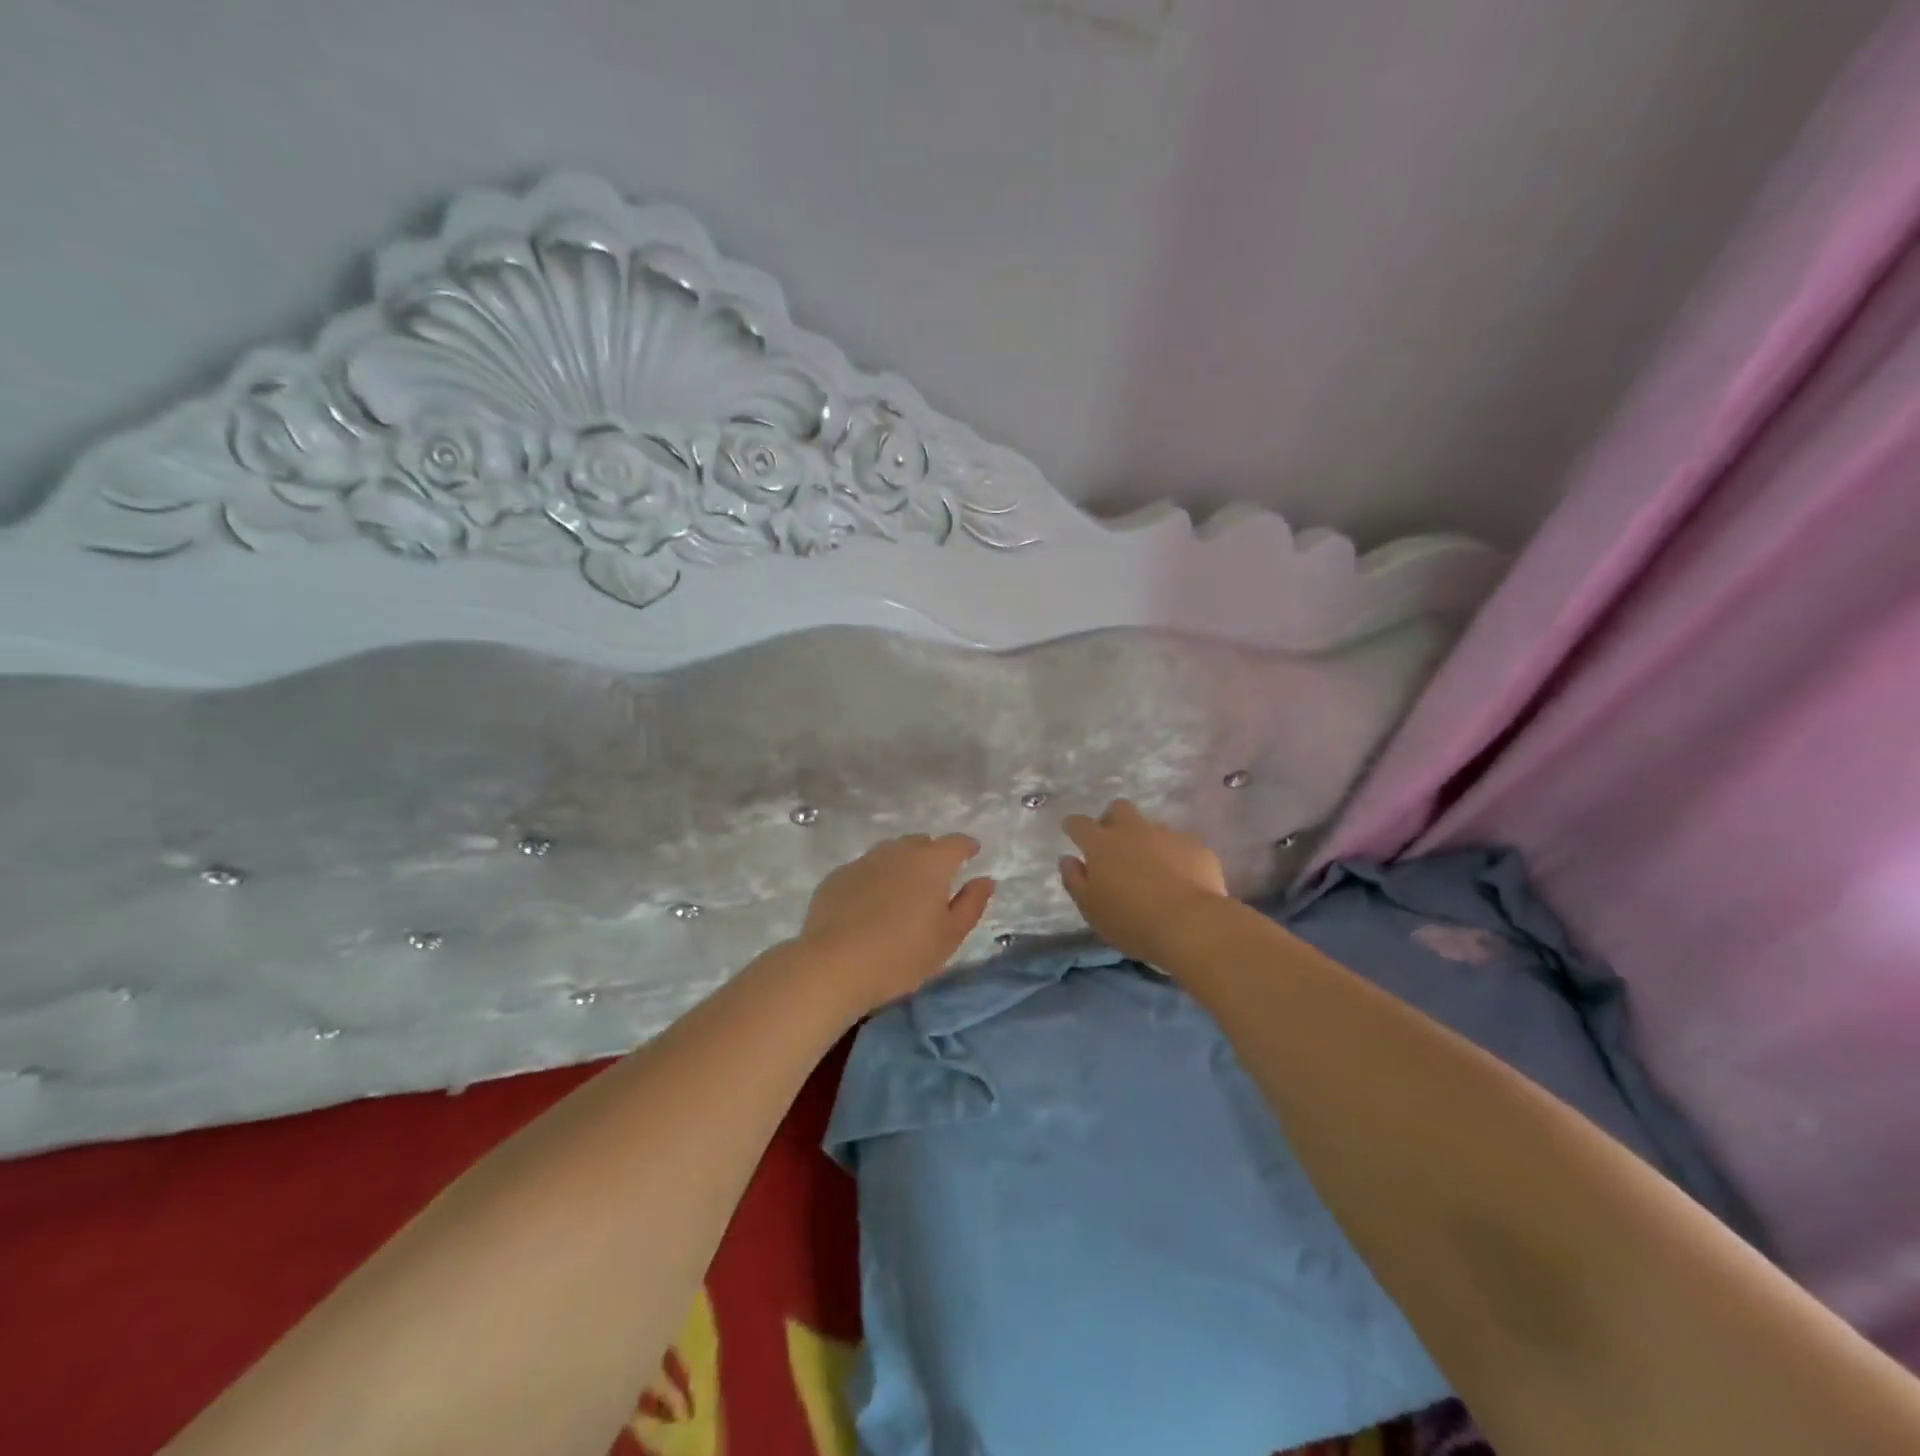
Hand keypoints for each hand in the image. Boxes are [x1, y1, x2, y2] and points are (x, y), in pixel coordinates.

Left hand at [794, 833, 995, 1014]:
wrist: (834, 965)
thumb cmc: (902, 954)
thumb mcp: (949, 936)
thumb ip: (971, 904)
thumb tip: (985, 880)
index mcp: (931, 863)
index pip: (955, 843)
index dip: (967, 846)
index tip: (972, 852)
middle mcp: (897, 852)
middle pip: (920, 843)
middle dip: (932, 854)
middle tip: (936, 879)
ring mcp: (863, 862)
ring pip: (890, 853)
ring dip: (901, 864)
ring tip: (903, 891)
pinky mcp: (837, 877)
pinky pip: (864, 870)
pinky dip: (874, 879)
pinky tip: (870, 904)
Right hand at [1060, 800, 1230, 965]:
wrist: (1191, 925)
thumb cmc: (1131, 921)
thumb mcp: (1091, 909)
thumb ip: (1075, 880)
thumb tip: (1067, 859)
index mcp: (1101, 844)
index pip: (1079, 824)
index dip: (1074, 826)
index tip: (1072, 832)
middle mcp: (1133, 830)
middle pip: (1119, 808)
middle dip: (1112, 820)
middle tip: (1114, 846)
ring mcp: (1168, 835)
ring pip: (1152, 827)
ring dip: (1147, 841)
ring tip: (1152, 869)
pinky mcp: (1196, 846)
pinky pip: (1181, 844)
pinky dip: (1176, 856)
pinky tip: (1181, 878)